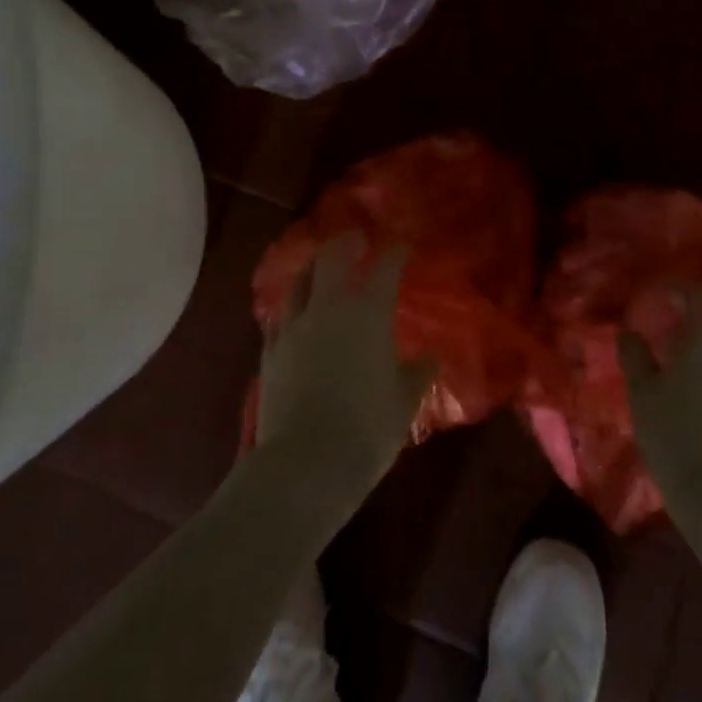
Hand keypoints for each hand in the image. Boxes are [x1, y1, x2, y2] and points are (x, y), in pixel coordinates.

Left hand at [256, 234, 432, 507]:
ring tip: (319, 266)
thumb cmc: (366, 429)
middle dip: (346, 242)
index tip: (402, 246)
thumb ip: (418, 373)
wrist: (305, 463)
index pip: (385, 267)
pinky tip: (293, 311)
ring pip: (300, 280)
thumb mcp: (404, 402)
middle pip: (333, 257)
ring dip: (313, 267)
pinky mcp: (271, 350)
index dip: (396, 252)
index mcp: (368, 313)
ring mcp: (294, 326)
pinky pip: (280, 315)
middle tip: (356, 238)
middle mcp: (329, 307)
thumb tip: (430, 357)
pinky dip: (291, 305)